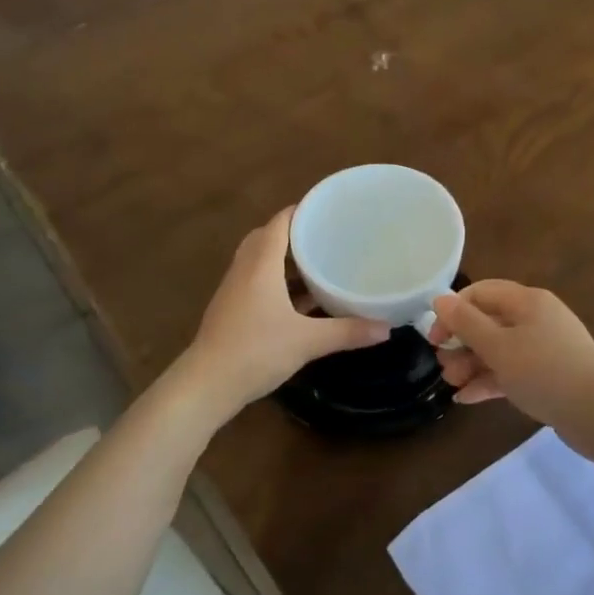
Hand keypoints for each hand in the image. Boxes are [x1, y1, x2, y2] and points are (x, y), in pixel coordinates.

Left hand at [179, 207, 390, 413]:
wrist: (206, 385)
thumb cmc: (256, 351)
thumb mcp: (308, 341)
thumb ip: (348, 331)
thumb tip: (387, 328)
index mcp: (260, 265)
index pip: (279, 223)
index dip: (302, 211)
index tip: (329, 208)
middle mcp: (245, 270)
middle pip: (267, 238)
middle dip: (295, 234)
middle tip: (326, 236)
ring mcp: (235, 291)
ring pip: (260, 262)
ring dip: (285, 259)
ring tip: (319, 263)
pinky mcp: (232, 311)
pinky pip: (257, 283)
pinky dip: (278, 282)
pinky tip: (302, 300)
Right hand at [428, 280, 593, 431]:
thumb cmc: (544, 372)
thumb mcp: (499, 347)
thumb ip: (466, 323)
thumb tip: (440, 299)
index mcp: (527, 301)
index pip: (481, 292)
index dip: (453, 311)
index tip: (435, 338)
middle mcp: (536, 318)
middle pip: (488, 321)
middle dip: (461, 343)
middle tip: (444, 367)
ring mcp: (544, 347)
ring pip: (498, 349)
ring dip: (471, 364)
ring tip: (453, 385)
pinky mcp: (547, 374)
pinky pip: (511, 370)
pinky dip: (489, 380)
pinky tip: (466, 398)